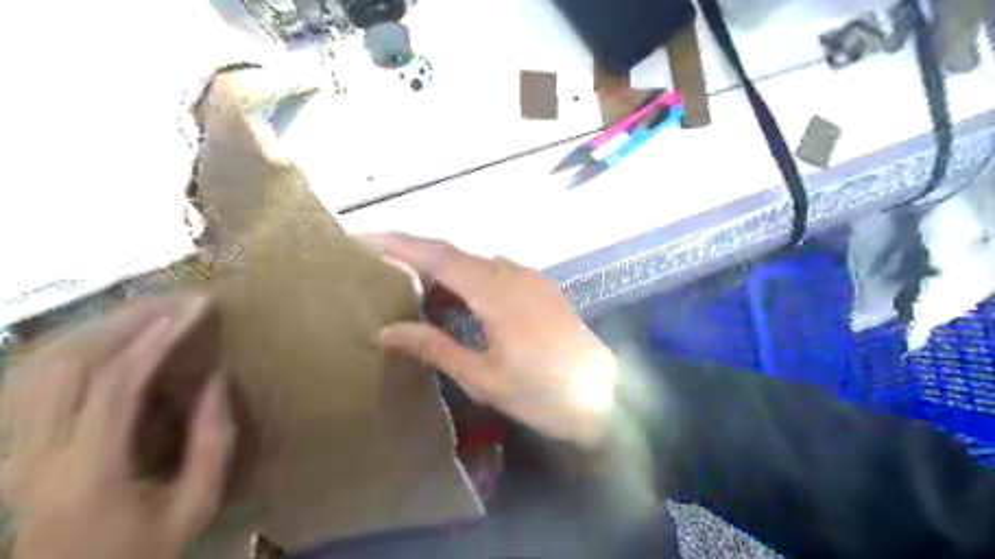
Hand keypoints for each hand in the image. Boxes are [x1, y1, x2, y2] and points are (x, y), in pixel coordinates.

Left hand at [0, 296, 233, 557]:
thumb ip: (213, 440)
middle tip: (178, 299)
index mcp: (86, 473)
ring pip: (44, 365)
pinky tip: (108, 337)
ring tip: (152, 310)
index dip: (158, 338)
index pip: (116, 383)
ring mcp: (12, 450)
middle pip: (71, 363)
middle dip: (130, 320)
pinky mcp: (11, 447)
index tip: (197, 308)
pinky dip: (74, 348)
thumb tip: (214, 378)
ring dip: (101, 328)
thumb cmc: (142, 551)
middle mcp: (34, 455)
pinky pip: (34, 381)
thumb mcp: (195, 505)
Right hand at [363, 234, 619, 447]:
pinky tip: (456, 302)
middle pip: (453, 253)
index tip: (363, 238)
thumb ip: (435, 348)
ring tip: (412, 290)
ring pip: (474, 262)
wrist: (606, 395)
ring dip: (442, 270)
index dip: (398, 243)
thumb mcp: (483, 377)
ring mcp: (529, 277)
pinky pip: (494, 272)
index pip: (436, 255)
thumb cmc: (543, 392)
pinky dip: (468, 280)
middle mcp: (510, 272)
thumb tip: (387, 331)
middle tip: (379, 266)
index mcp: (493, 291)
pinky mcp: (540, 287)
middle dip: (414, 254)